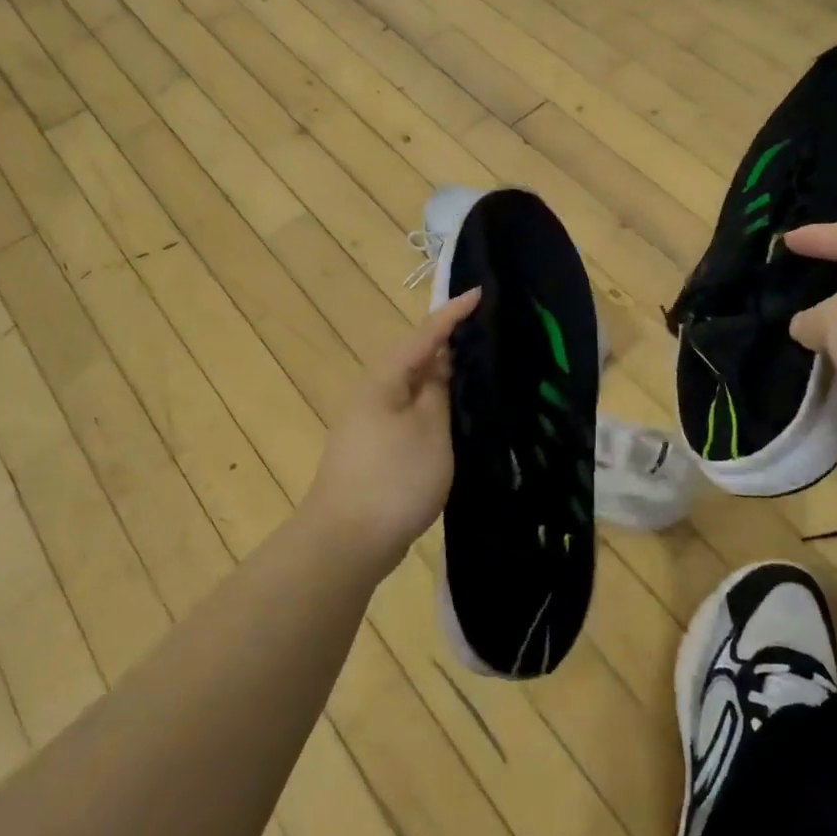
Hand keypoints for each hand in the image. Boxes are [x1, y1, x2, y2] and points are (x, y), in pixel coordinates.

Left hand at [303, 289, 480, 576]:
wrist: (345, 543)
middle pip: (418, 360)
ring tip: (482, 373)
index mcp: (385, 380)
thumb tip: (443, 362)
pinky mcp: (379, 453)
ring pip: (416, 391)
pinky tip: (458, 421)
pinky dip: (436, 410)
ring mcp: (373, 426)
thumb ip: (440, 391)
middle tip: (491, 334)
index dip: (453, 313)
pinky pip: (412, 417)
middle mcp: (375, 395)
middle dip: (452, 345)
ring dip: (446, 381)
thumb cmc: (393, 478)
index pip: (426, 334)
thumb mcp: (430, 429)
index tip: (481, 292)